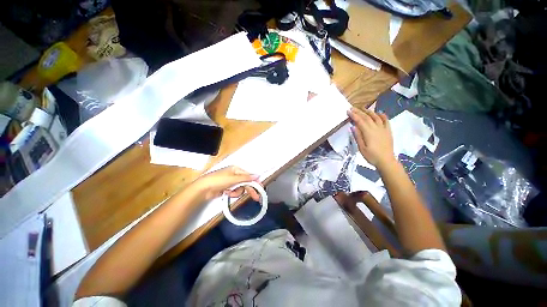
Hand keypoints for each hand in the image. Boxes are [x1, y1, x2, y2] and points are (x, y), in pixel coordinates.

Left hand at [191, 166, 261, 201]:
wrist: (203, 189)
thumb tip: (258, 175)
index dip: (255, 182)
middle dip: (249, 190)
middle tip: (256, 198)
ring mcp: (231, 181)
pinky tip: (227, 193)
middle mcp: (234, 174)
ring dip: (237, 192)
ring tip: (231, 193)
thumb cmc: (219, 180)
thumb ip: (246, 178)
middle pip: (245, 182)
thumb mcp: (233, 178)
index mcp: (236, 169)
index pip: (248, 175)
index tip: (260, 188)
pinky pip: (235, 191)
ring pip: (240, 188)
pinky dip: (232, 193)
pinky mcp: (227, 188)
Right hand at [348, 107, 395, 168]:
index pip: (360, 121)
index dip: (353, 115)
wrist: (386, 161)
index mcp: (368, 132)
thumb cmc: (371, 156)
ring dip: (369, 111)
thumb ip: (357, 136)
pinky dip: (382, 115)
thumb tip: (353, 126)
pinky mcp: (388, 131)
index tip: (348, 111)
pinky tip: (379, 113)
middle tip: (352, 108)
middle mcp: (376, 128)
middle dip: (359, 112)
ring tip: (363, 108)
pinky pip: (386, 120)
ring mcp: (383, 129)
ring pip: (376, 117)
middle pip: (367, 117)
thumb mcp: (361, 148)